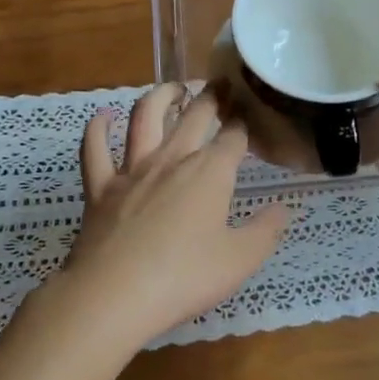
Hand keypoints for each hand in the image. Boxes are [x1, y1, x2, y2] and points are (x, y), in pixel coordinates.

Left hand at [61, 84, 289, 351]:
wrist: (113, 296)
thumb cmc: (184, 278)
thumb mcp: (240, 261)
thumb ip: (265, 231)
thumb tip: (283, 209)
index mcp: (210, 172)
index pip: (234, 136)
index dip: (245, 122)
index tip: (252, 114)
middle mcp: (173, 158)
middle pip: (196, 114)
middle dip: (213, 95)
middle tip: (223, 83)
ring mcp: (133, 170)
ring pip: (145, 117)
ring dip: (161, 96)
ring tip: (174, 88)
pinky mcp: (100, 187)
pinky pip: (95, 149)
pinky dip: (98, 128)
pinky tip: (103, 116)